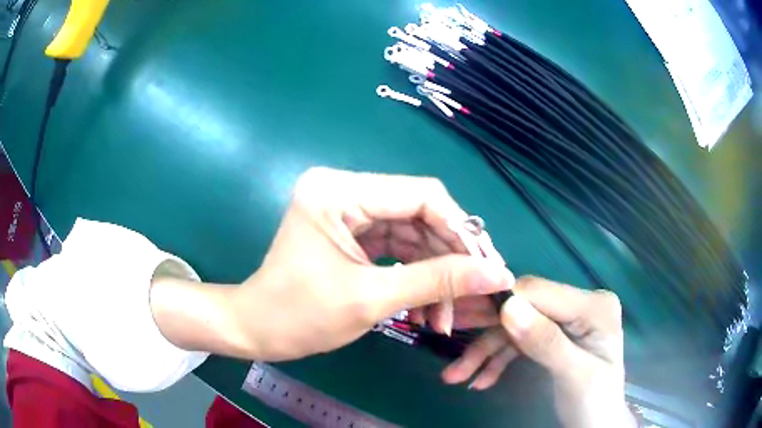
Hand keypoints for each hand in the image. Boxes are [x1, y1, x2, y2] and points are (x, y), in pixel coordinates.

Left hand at [151, 168, 513, 360]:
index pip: (421, 195)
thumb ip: (438, 282)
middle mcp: (345, 190)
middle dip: (448, 259)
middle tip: (472, 295)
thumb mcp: (372, 299)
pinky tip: (426, 309)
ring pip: (413, 236)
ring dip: (434, 275)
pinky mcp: (351, 233)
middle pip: (420, 215)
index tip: (488, 267)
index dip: (460, 230)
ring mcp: (348, 211)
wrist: (258, 329)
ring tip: (444, 317)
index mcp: (339, 191)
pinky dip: (415, 278)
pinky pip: (397, 249)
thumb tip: (498, 274)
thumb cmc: (300, 316)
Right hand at [442, 276, 635, 427]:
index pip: (540, 293)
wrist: (596, 424)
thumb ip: (546, 342)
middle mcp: (579, 305)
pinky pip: (520, 342)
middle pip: (524, 308)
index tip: (458, 317)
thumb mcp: (574, 375)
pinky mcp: (554, 337)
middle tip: (448, 338)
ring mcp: (566, 321)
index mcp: (594, 306)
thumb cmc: (594, 402)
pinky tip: (480, 380)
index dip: (500, 302)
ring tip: (456, 375)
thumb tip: (508, 307)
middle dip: (487, 332)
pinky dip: (498, 360)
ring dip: (486, 352)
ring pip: (516, 327)